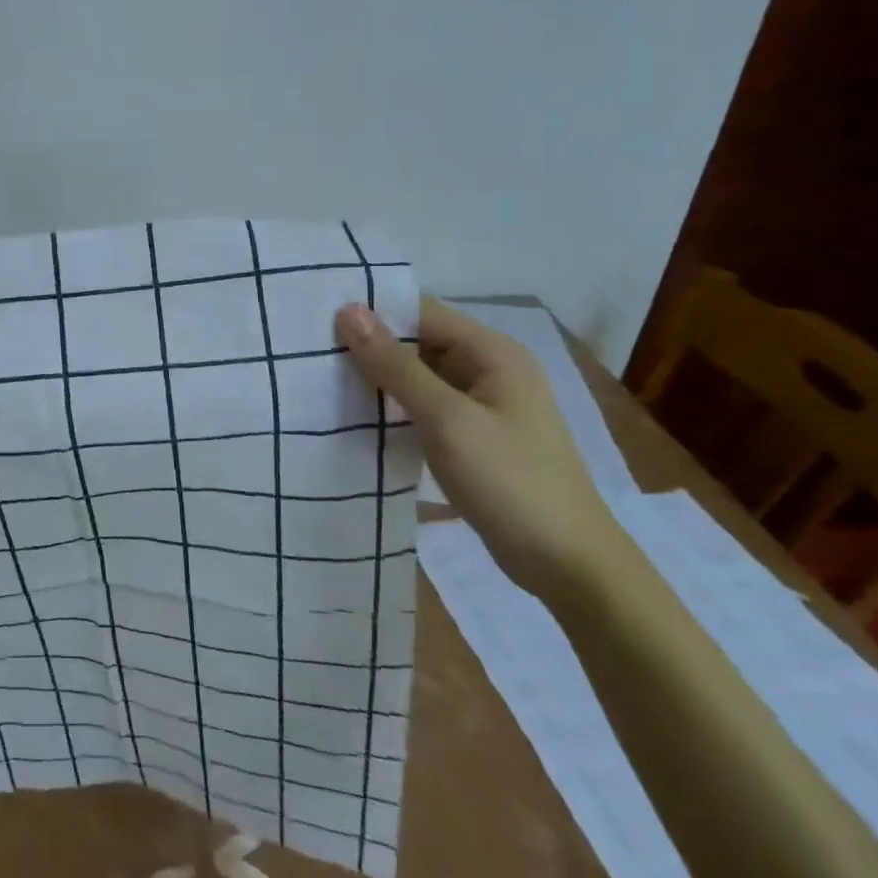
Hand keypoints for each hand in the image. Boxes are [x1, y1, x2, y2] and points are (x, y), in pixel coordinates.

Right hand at [335, 297, 620, 598]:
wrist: (568, 566)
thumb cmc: (510, 482)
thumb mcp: (447, 419)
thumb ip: (396, 365)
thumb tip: (348, 311)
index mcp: (493, 353)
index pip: (421, 312)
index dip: (372, 312)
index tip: (318, 321)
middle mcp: (489, 369)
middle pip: (418, 341)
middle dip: (369, 346)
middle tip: (309, 353)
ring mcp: (482, 405)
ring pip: (417, 376)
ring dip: (377, 378)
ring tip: (320, 380)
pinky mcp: (472, 436)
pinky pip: (423, 407)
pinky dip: (393, 407)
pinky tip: (355, 416)